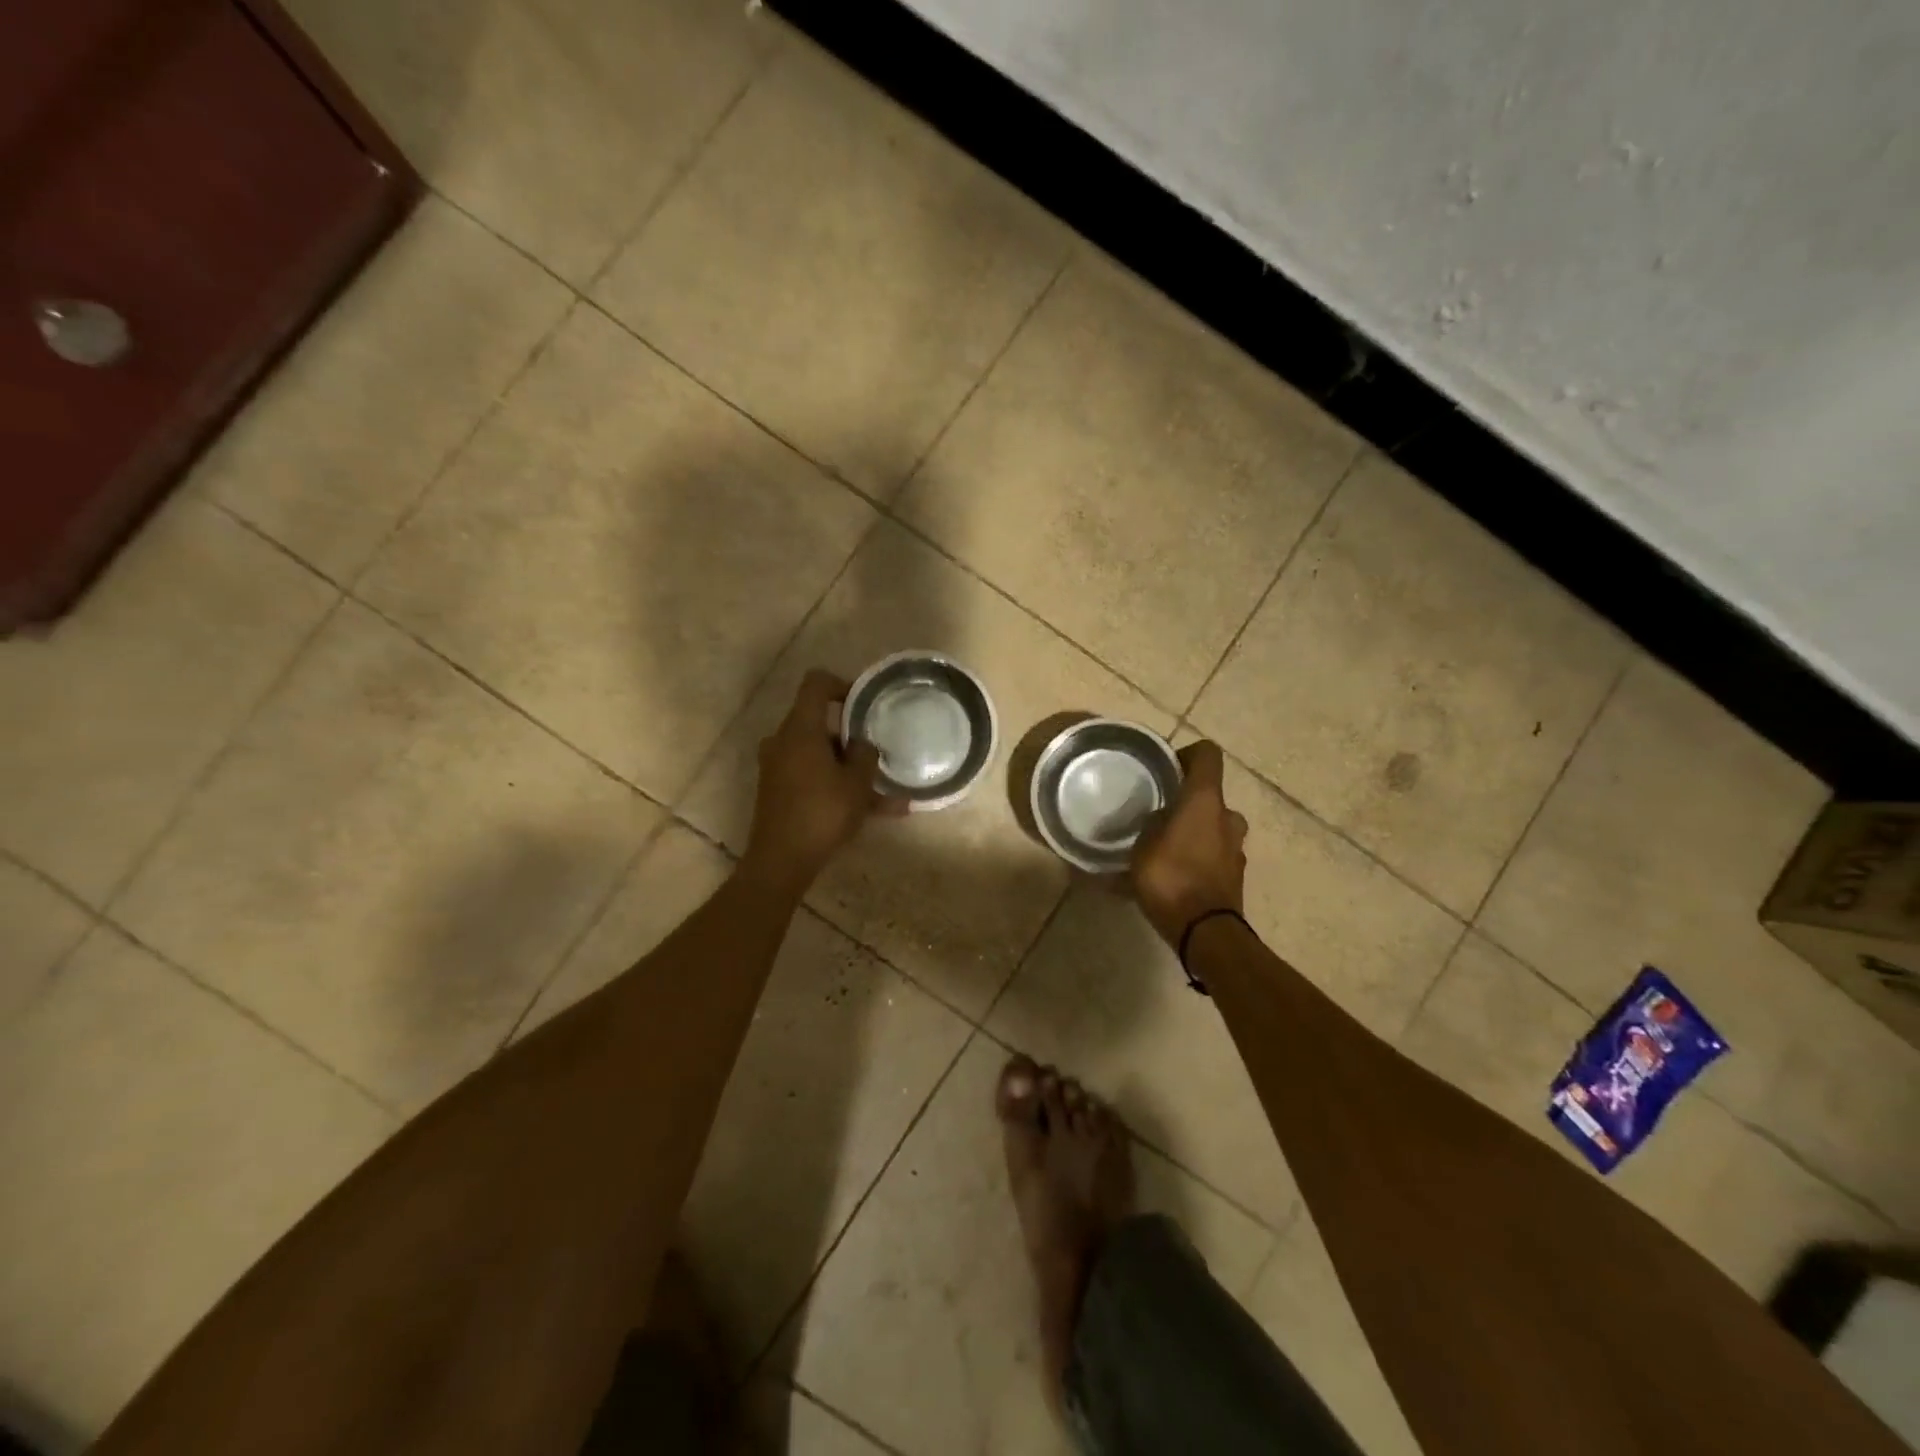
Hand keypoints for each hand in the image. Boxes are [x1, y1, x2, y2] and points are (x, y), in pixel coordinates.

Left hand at [741, 670, 905, 894]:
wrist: (781, 860)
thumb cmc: (822, 813)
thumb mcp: (857, 783)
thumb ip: (866, 755)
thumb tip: (863, 744)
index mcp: (800, 729)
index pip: (815, 684)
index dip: (841, 684)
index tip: (864, 702)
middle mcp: (783, 741)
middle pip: (820, 724)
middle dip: (852, 739)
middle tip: (879, 755)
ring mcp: (777, 767)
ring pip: (821, 757)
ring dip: (851, 771)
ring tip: (889, 796)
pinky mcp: (778, 790)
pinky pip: (813, 778)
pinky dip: (838, 788)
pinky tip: (873, 813)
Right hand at [1130, 740, 1248, 945]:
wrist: (1206, 932)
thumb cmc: (1171, 878)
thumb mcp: (1142, 847)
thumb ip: (1147, 827)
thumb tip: (1150, 820)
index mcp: (1205, 801)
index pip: (1207, 754)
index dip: (1187, 754)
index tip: (1165, 769)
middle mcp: (1227, 817)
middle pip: (1209, 795)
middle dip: (1186, 801)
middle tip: (1158, 814)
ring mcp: (1236, 847)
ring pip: (1213, 826)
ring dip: (1194, 830)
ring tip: (1164, 846)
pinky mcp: (1235, 874)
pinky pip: (1214, 854)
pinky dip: (1198, 856)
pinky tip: (1174, 873)